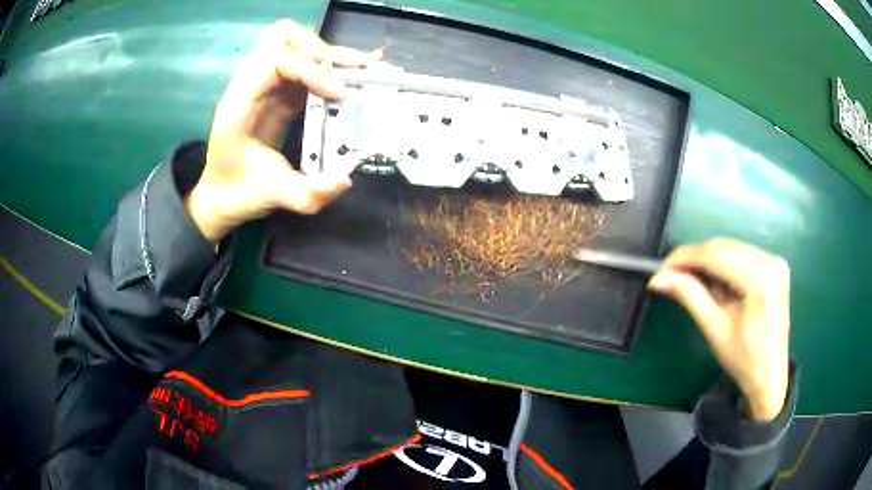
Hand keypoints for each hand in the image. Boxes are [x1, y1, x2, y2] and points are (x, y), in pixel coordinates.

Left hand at [185, 20, 380, 242]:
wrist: (220, 196)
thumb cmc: (237, 192)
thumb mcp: (271, 197)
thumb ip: (305, 194)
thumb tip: (344, 181)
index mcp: (240, 102)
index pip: (276, 59)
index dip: (312, 69)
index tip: (341, 96)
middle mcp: (250, 84)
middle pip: (284, 37)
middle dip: (323, 50)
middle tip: (355, 74)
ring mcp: (265, 85)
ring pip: (297, 45)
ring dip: (331, 54)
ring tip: (364, 71)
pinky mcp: (279, 92)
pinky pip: (306, 66)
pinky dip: (331, 67)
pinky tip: (355, 77)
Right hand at [648, 238, 790, 421]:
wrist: (770, 377)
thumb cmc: (743, 360)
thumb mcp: (715, 328)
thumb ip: (690, 295)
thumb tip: (658, 278)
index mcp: (760, 278)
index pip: (716, 254)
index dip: (685, 257)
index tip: (661, 268)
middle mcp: (770, 260)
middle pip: (724, 247)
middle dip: (694, 258)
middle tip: (670, 274)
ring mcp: (775, 260)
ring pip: (731, 248)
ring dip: (707, 260)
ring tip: (688, 279)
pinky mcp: (774, 265)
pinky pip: (742, 255)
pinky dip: (722, 264)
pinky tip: (712, 280)